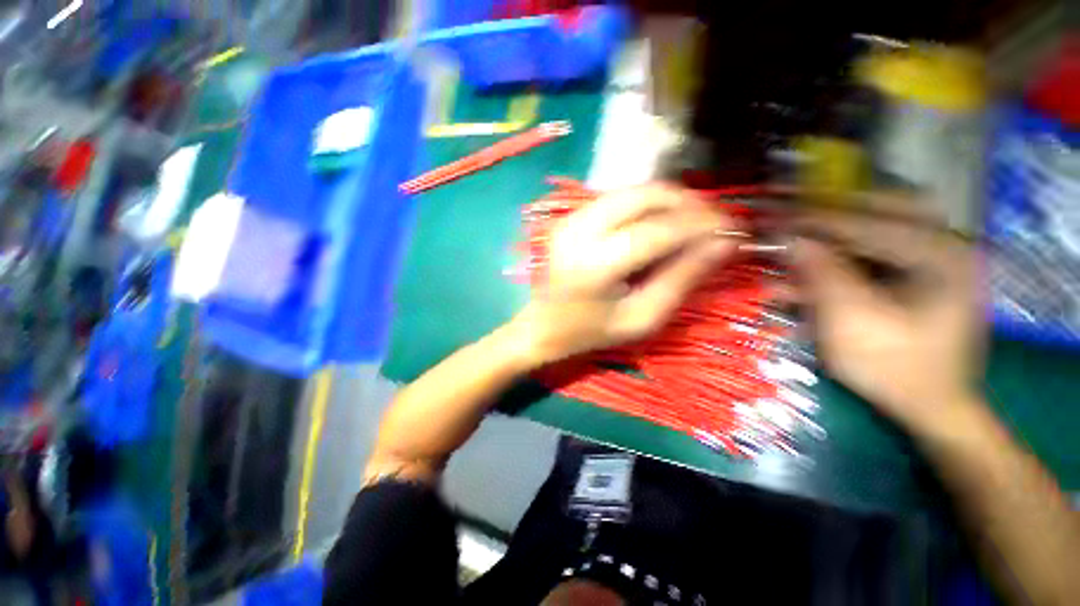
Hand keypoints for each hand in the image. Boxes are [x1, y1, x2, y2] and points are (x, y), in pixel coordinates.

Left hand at [512, 183, 735, 364]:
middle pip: (646, 196)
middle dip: (689, 204)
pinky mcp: (570, 216)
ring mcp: (571, 218)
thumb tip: (723, 245)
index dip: (701, 226)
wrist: (542, 325)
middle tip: (715, 225)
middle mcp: (580, 230)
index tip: (733, 232)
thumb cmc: (590, 332)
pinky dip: (647, 204)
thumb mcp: (641, 319)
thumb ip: (681, 280)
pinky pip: (618, 197)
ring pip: (633, 190)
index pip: (659, 231)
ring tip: (694, 223)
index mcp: (595, 264)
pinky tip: (662, 223)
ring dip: (670, 201)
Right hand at [794, 204, 983, 432]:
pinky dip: (844, 259)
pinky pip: (878, 255)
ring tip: (797, 243)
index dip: (815, 220)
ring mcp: (934, 262)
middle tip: (793, 212)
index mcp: (939, 255)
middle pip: (881, 209)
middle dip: (832, 211)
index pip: (866, 222)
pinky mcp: (921, 278)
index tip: (776, 216)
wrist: (932, 408)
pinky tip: (814, 272)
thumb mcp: (852, 322)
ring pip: (878, 230)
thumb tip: (789, 240)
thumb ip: (822, 274)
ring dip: (834, 237)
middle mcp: (942, 247)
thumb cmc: (895, 368)